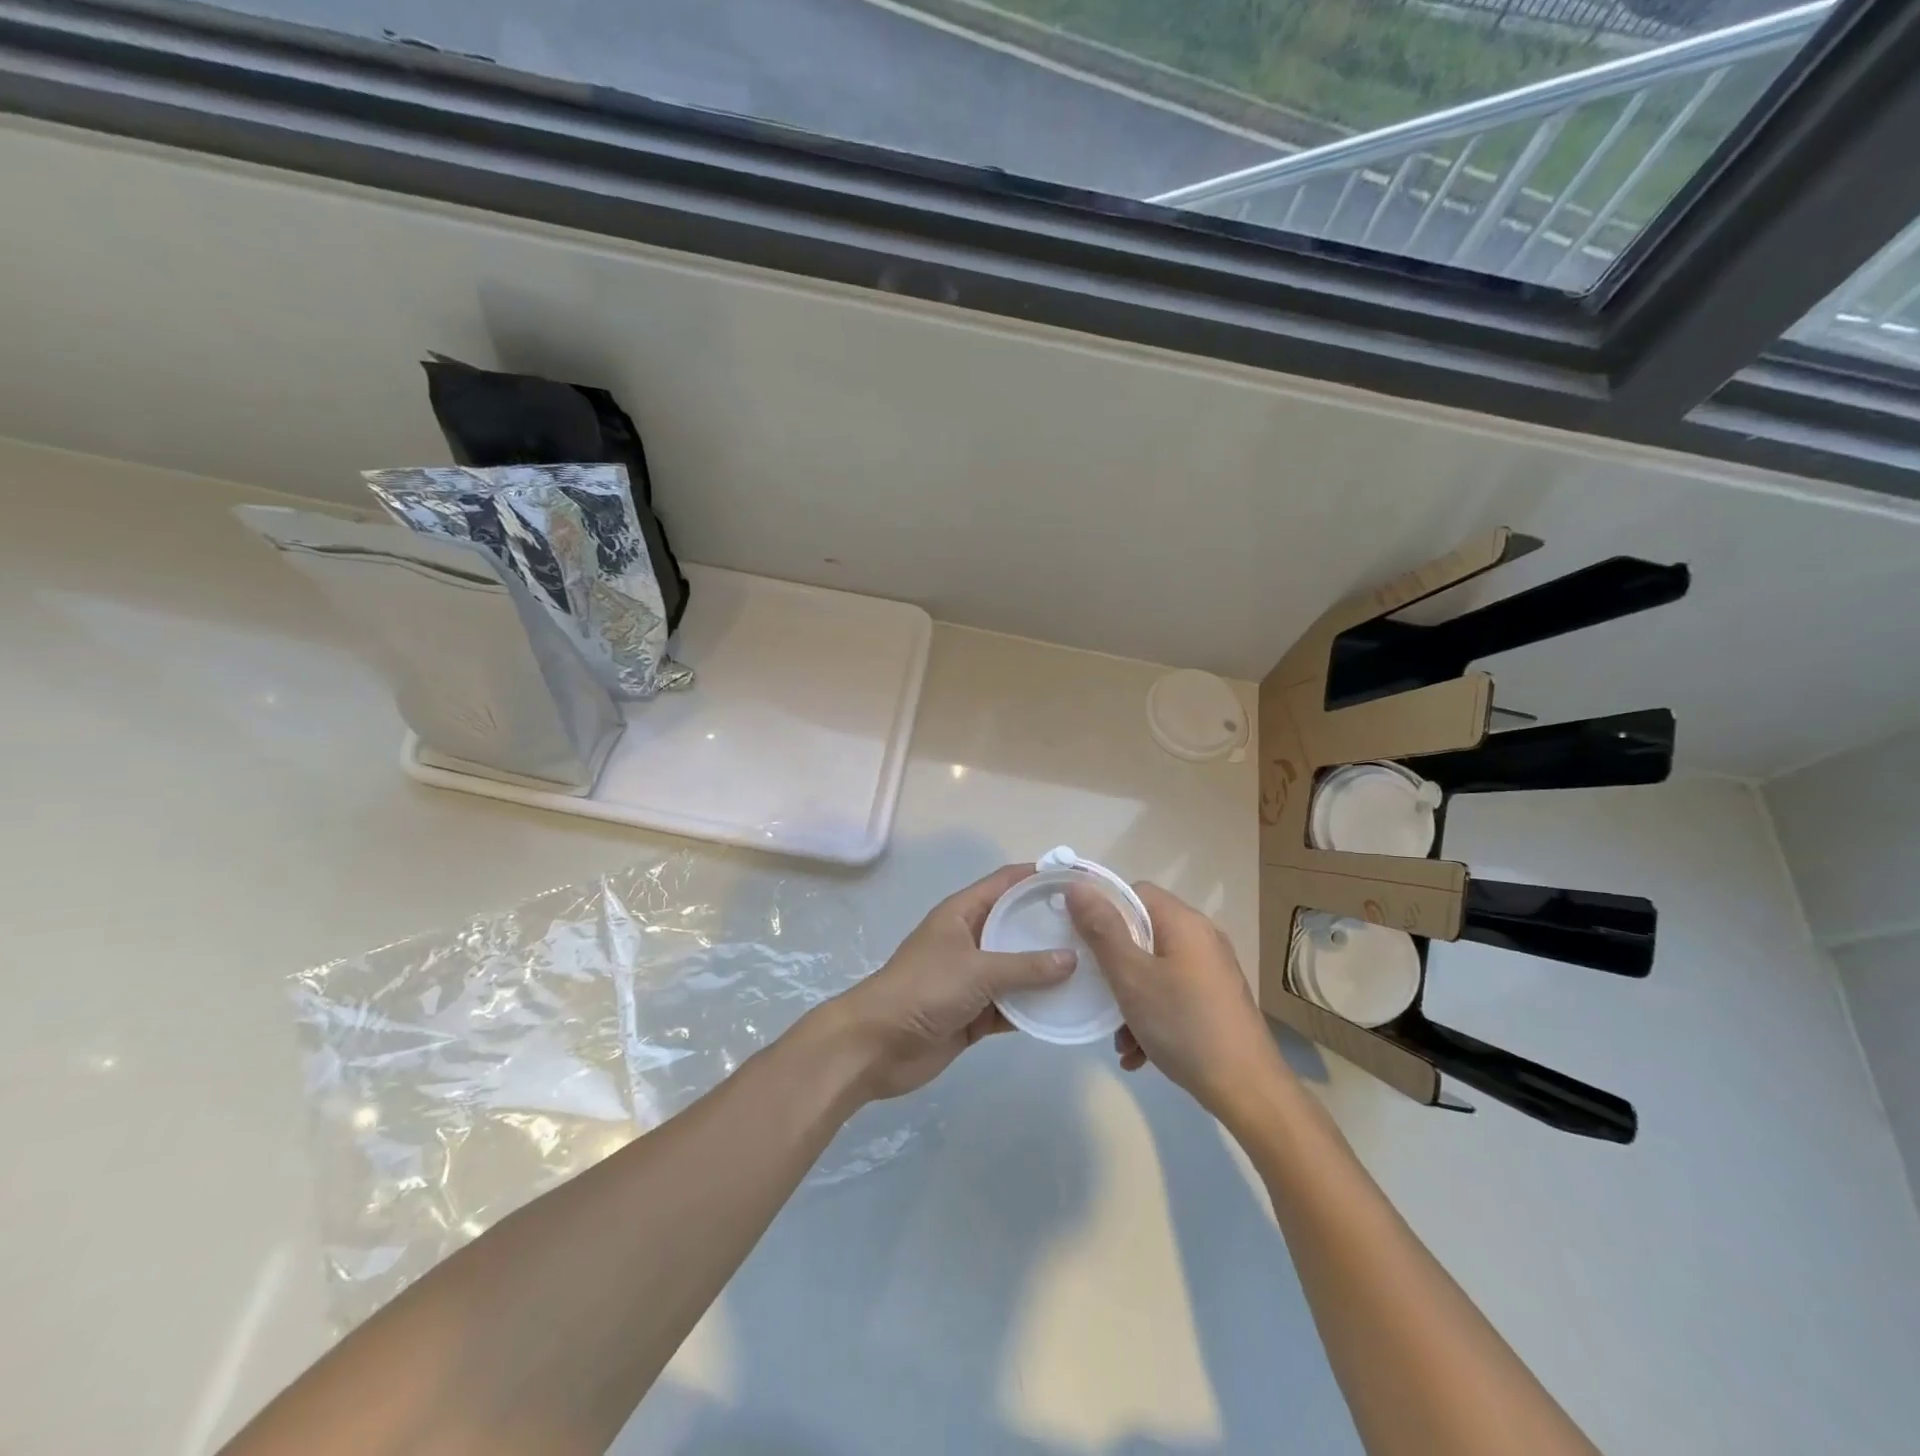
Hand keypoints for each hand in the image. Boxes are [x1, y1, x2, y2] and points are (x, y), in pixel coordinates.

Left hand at [821, 864, 1075, 1103]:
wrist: (876, 1046)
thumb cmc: (923, 990)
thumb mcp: (976, 971)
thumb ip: (1025, 966)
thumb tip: (1072, 958)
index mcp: (963, 913)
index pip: (1007, 883)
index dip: (1040, 877)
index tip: (1080, 880)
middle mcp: (971, 939)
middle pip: (1017, 924)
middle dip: (1052, 926)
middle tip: (1099, 930)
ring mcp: (973, 977)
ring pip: (1019, 967)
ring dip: (1049, 971)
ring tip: (1095, 968)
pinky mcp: (975, 1012)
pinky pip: (1013, 1004)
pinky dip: (1036, 1007)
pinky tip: (1069, 1009)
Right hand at [1068, 881, 1285, 1119]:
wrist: (1249, 1091)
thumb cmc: (1184, 1025)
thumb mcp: (1132, 977)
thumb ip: (1102, 930)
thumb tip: (1078, 887)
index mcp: (1184, 922)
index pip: (1135, 892)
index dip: (1104, 910)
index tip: (1082, 941)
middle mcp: (1202, 938)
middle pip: (1144, 933)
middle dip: (1114, 964)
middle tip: (1096, 991)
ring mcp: (1213, 972)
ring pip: (1156, 969)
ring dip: (1130, 998)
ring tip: (1118, 1037)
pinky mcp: (1217, 1001)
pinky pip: (1173, 994)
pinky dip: (1152, 1015)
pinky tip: (1138, 1052)